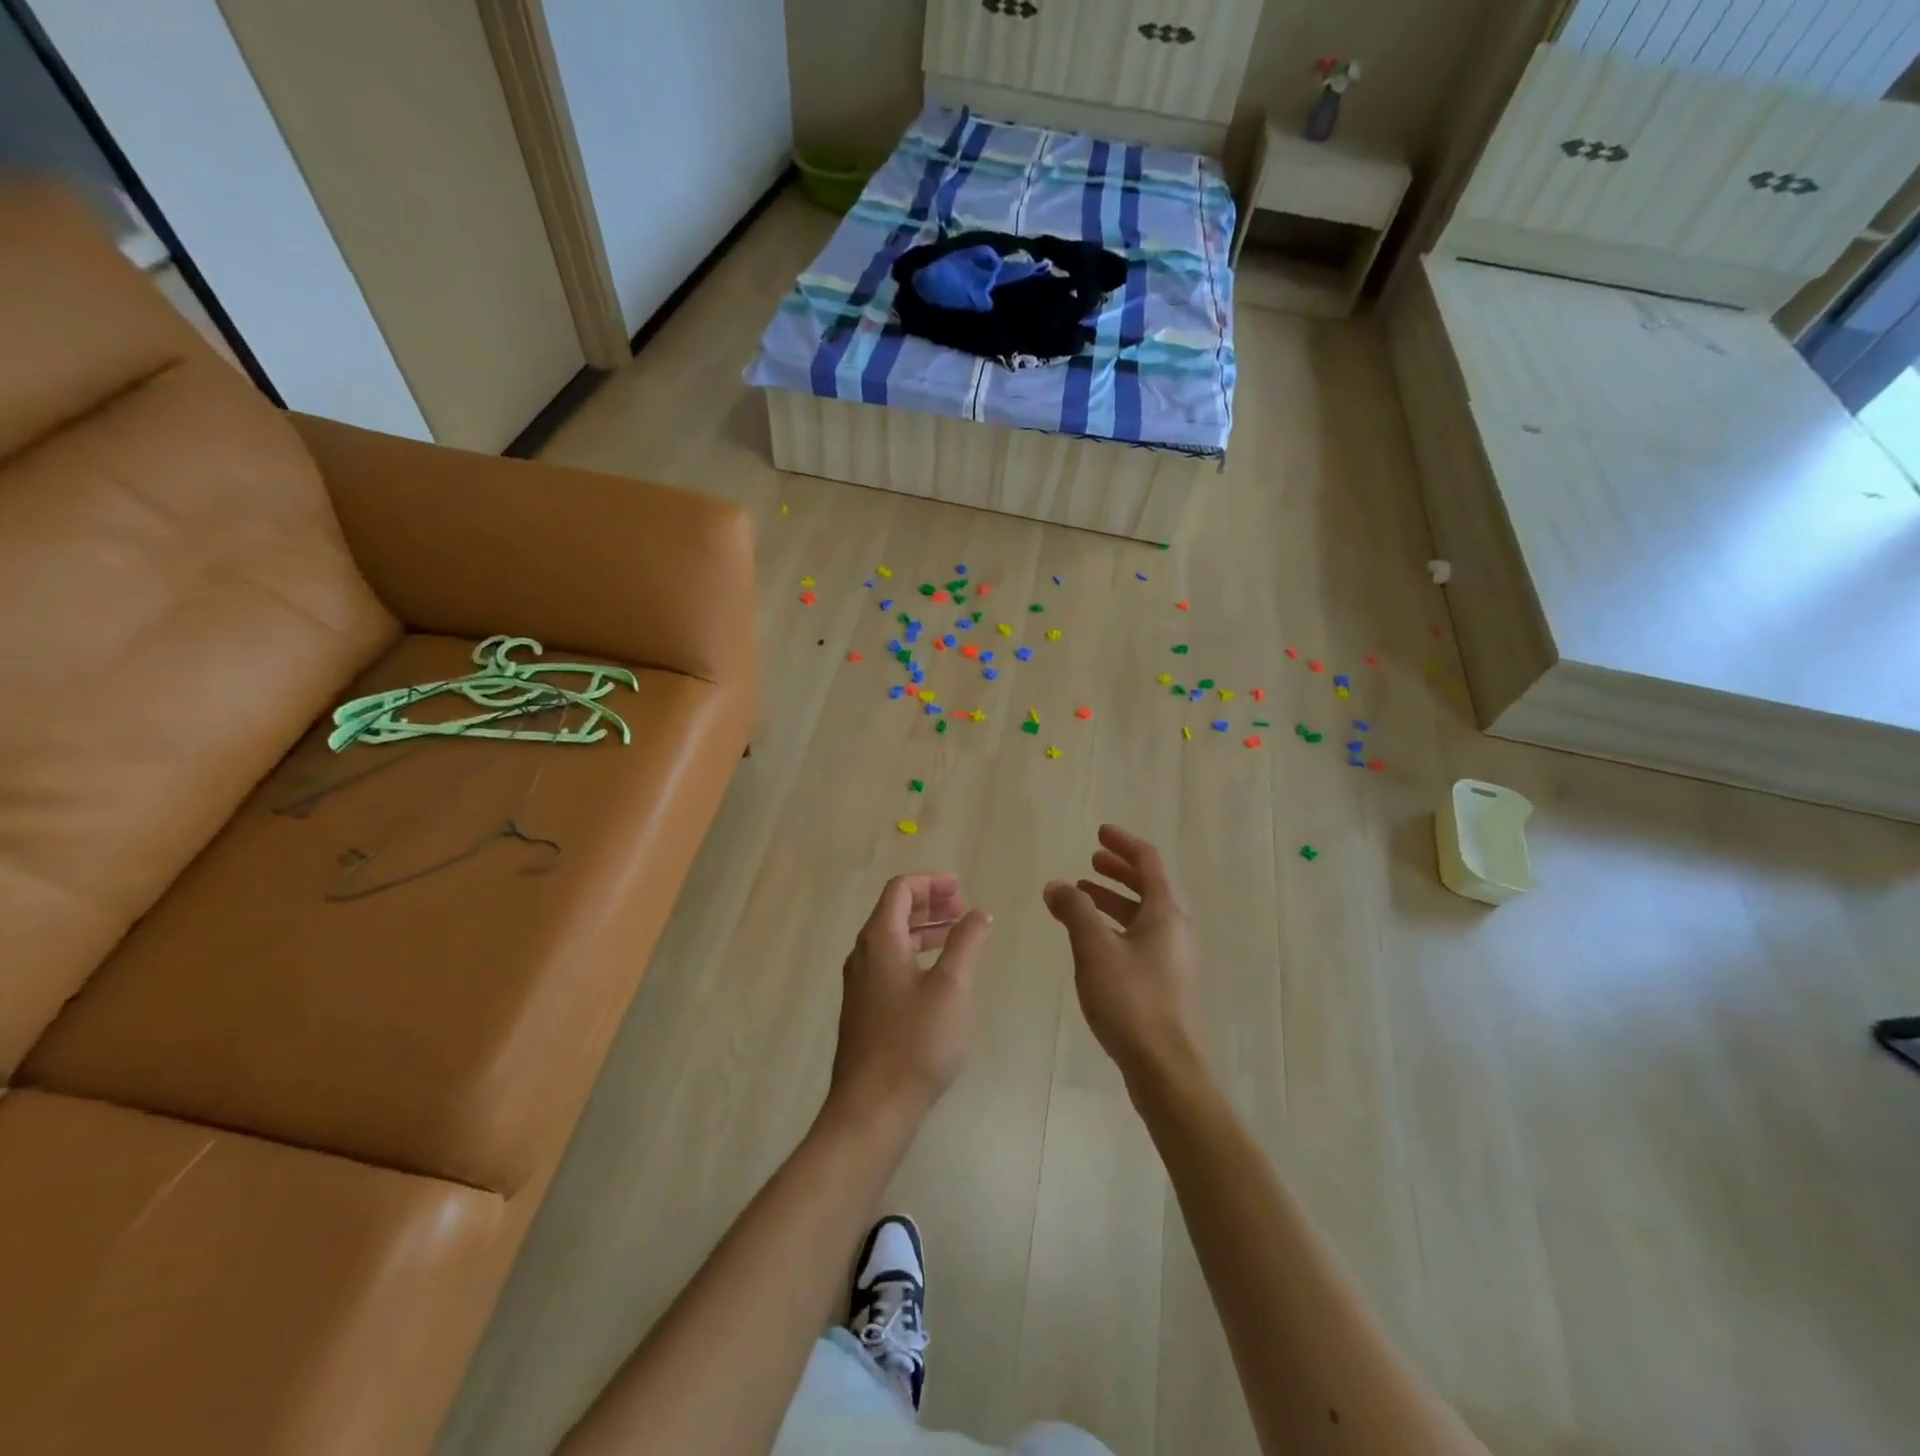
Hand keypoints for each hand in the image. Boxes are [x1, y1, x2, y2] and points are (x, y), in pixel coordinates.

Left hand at [826, 874, 993, 1137]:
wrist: (871, 1108)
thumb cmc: (915, 1043)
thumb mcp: (952, 987)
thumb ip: (966, 942)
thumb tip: (978, 913)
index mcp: (880, 940)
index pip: (900, 890)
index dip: (931, 883)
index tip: (961, 889)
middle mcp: (864, 955)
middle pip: (894, 912)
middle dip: (930, 904)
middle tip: (963, 908)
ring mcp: (860, 984)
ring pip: (893, 940)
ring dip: (925, 930)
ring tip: (958, 936)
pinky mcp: (864, 1010)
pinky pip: (891, 964)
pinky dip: (916, 954)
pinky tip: (940, 976)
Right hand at [1044, 825, 1203, 1088]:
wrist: (1166, 1068)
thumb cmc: (1131, 1000)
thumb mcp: (1094, 948)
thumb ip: (1074, 911)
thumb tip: (1056, 885)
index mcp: (1166, 911)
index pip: (1148, 861)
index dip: (1123, 843)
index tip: (1099, 833)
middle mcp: (1176, 928)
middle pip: (1150, 885)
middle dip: (1119, 870)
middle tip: (1092, 860)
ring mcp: (1175, 956)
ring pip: (1145, 913)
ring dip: (1116, 899)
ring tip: (1083, 896)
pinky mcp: (1168, 981)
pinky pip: (1142, 936)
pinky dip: (1119, 925)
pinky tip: (1095, 940)